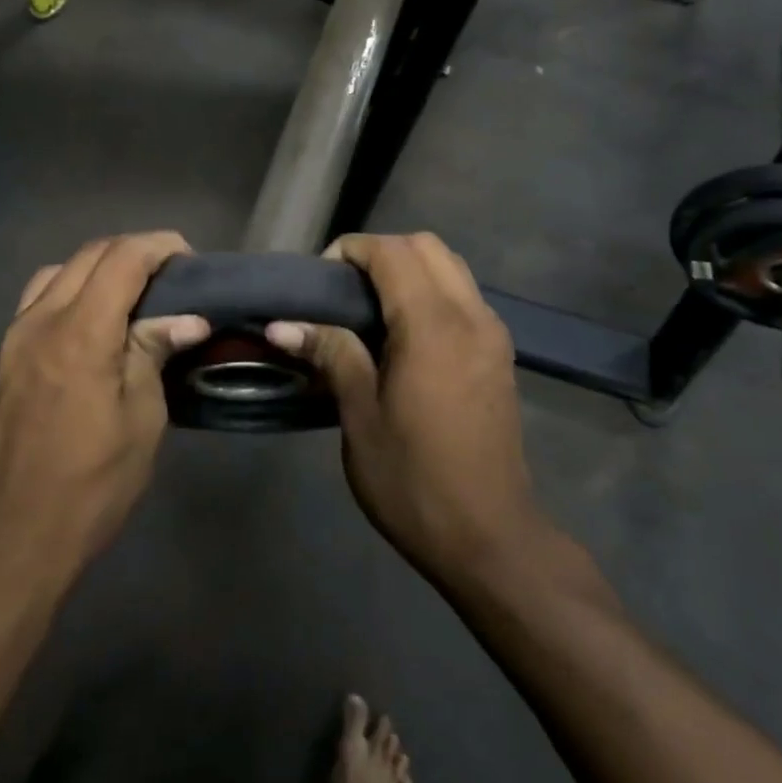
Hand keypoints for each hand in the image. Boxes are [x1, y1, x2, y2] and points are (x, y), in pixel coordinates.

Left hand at [0, 233, 209, 569]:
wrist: (16, 533)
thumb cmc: (92, 482)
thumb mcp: (141, 419)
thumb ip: (154, 353)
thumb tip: (188, 318)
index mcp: (80, 333)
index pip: (122, 259)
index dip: (160, 246)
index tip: (190, 259)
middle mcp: (41, 320)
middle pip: (89, 255)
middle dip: (134, 251)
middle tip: (171, 275)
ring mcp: (15, 336)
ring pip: (59, 271)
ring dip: (99, 267)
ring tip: (133, 293)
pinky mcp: (4, 357)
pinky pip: (39, 298)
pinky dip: (71, 288)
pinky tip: (92, 320)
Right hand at [269, 233, 541, 582]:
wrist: (490, 537)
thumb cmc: (414, 480)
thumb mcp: (360, 417)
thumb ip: (331, 354)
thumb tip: (282, 324)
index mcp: (433, 326)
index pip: (392, 253)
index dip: (351, 251)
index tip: (319, 280)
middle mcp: (471, 316)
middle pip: (427, 246)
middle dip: (380, 252)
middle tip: (343, 290)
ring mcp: (492, 333)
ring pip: (450, 266)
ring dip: (408, 268)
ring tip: (369, 309)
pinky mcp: (499, 353)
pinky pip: (463, 295)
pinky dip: (431, 290)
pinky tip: (402, 333)